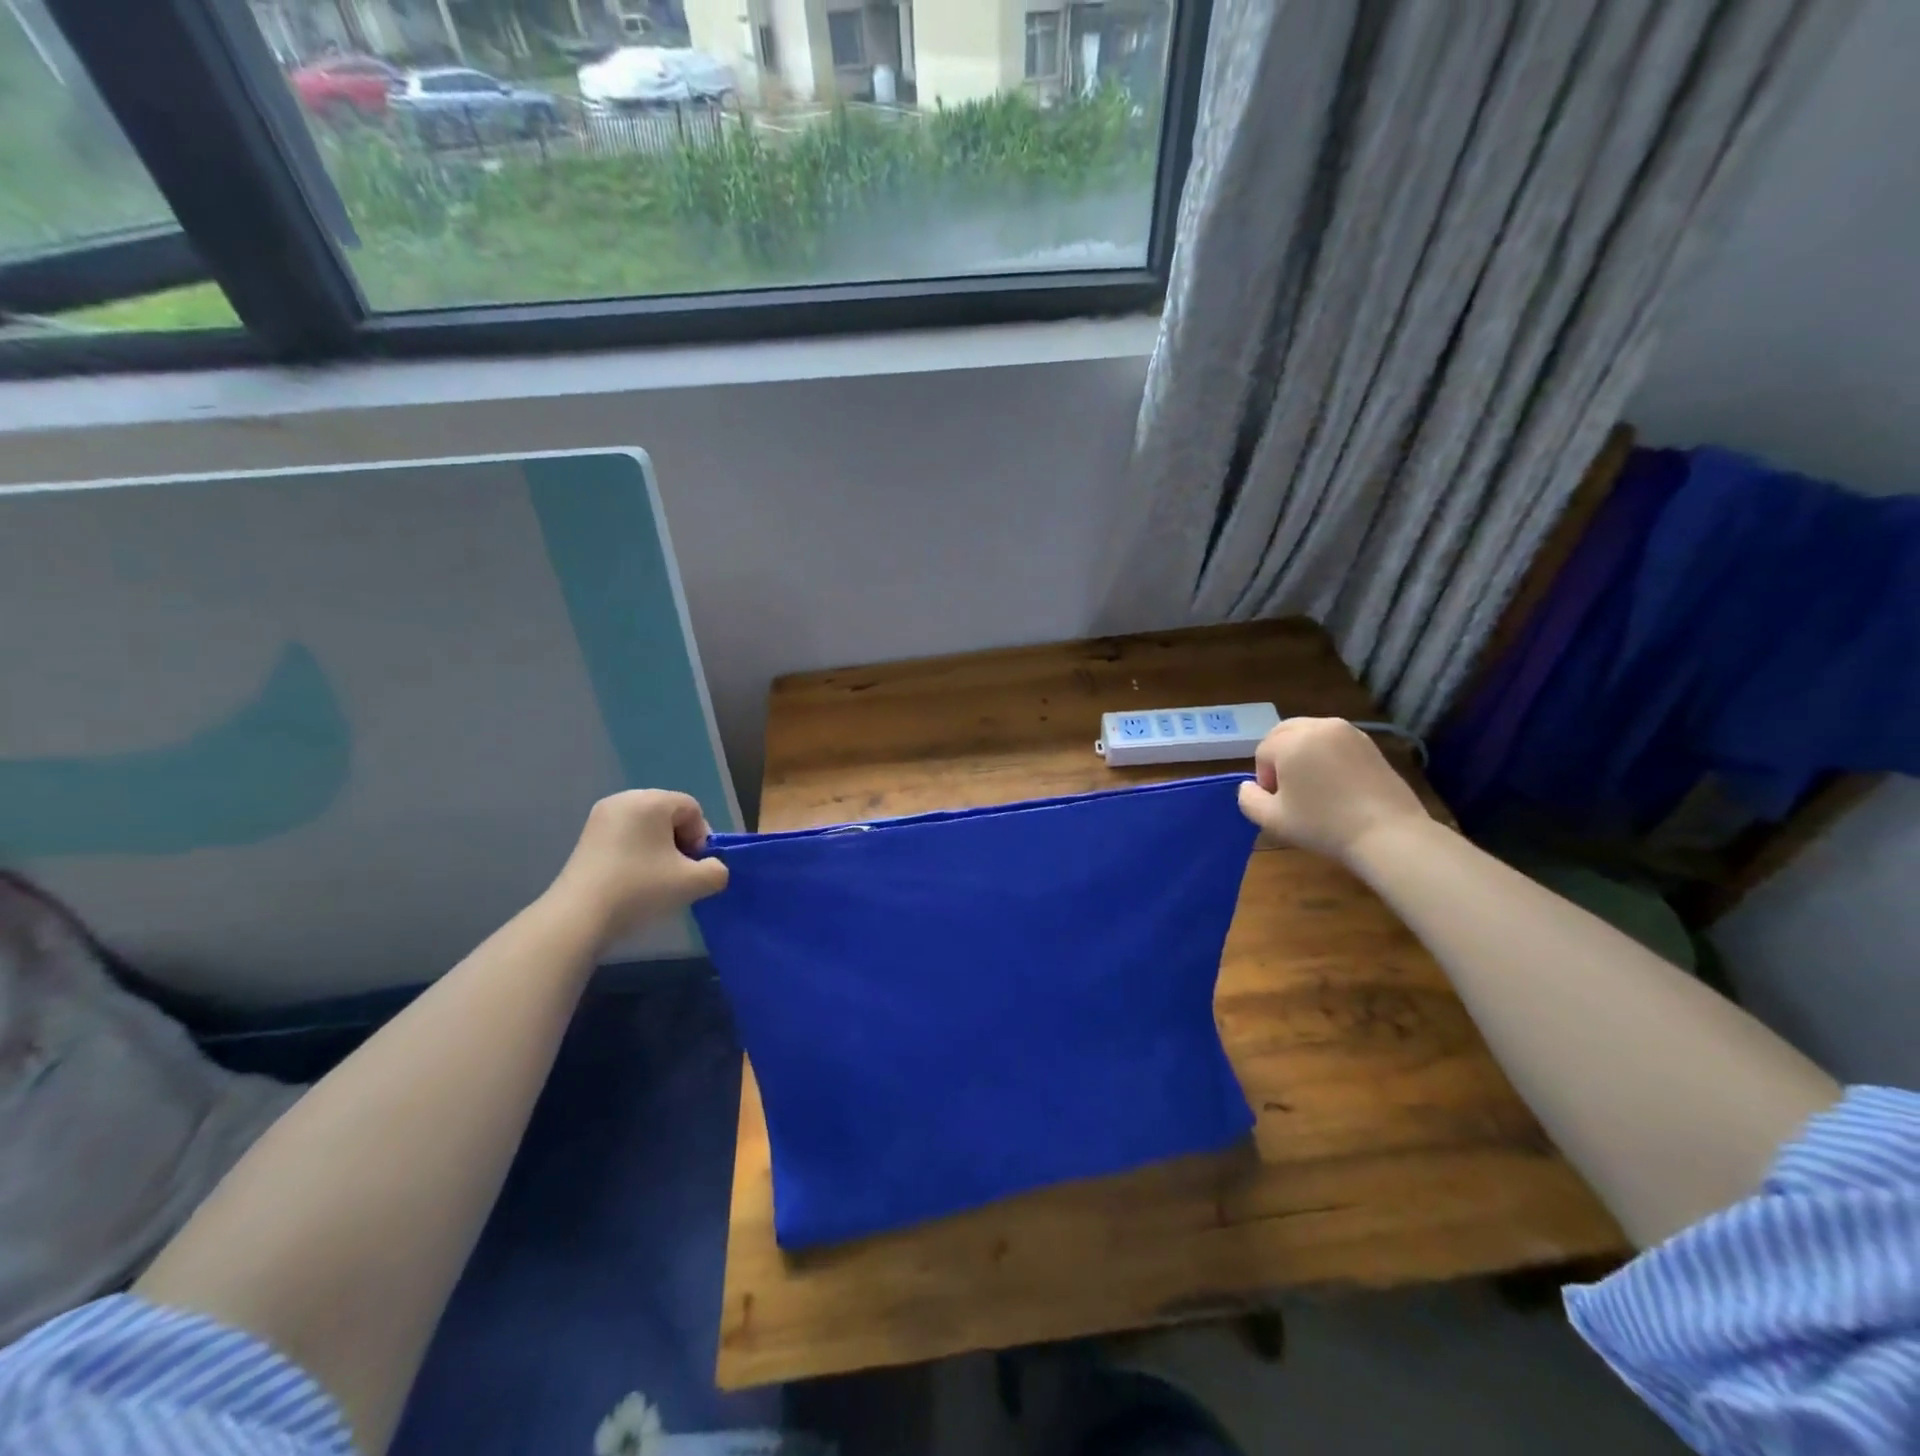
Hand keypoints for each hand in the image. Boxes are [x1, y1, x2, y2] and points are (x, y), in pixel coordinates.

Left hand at [549, 790, 729, 945]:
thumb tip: (713, 869)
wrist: (578, 916)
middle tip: (678, 873)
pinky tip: (634, 880)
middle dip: (680, 842)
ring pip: (647, 826)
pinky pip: (626, 836)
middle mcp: (625, 799)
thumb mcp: (693, 883)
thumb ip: (717, 871)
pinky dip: (637, 853)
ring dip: (659, 849)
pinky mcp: (586, 837)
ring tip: (656, 879)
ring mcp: (601, 817)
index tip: (693, 867)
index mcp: (651, 800)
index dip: (701, 837)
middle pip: (669, 814)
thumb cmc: (640, 889)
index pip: (692, 809)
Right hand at [1236, 718, 1430, 863]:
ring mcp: (1348, 732)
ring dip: (1303, 754)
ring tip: (1314, 786)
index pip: (1263, 752)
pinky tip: (1337, 784)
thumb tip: (1249, 785)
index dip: (1265, 778)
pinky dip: (1327, 755)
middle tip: (1290, 790)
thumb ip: (1248, 799)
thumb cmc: (1323, 825)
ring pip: (1310, 734)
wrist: (1387, 833)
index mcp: (1291, 741)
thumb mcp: (1272, 820)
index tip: (1279, 802)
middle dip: (1280, 757)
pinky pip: (1335, 742)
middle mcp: (1319, 726)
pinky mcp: (1369, 743)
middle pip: (1284, 733)